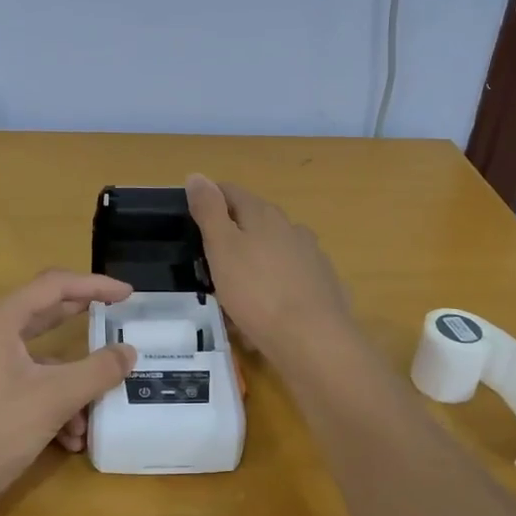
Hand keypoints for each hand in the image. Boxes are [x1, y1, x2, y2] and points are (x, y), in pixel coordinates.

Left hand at [0, 270, 135, 515]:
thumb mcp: (55, 397)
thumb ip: (97, 371)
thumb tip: (129, 352)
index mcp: (0, 320)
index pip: (54, 285)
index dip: (94, 285)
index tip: (128, 294)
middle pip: (46, 315)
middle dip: (84, 322)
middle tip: (118, 320)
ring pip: (43, 361)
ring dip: (73, 384)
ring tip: (95, 412)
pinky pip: (32, 387)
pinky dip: (56, 406)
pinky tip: (71, 439)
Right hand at [187, 174, 357, 365]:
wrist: (313, 341)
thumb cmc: (257, 292)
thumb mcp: (221, 248)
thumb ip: (209, 211)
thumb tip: (197, 175)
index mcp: (264, 215)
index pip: (232, 192)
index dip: (210, 199)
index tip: (191, 217)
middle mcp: (292, 228)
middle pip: (255, 221)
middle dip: (232, 234)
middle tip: (208, 260)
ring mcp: (312, 257)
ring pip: (274, 251)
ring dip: (255, 262)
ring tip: (236, 290)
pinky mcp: (324, 286)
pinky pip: (291, 280)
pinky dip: (275, 287)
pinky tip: (266, 311)